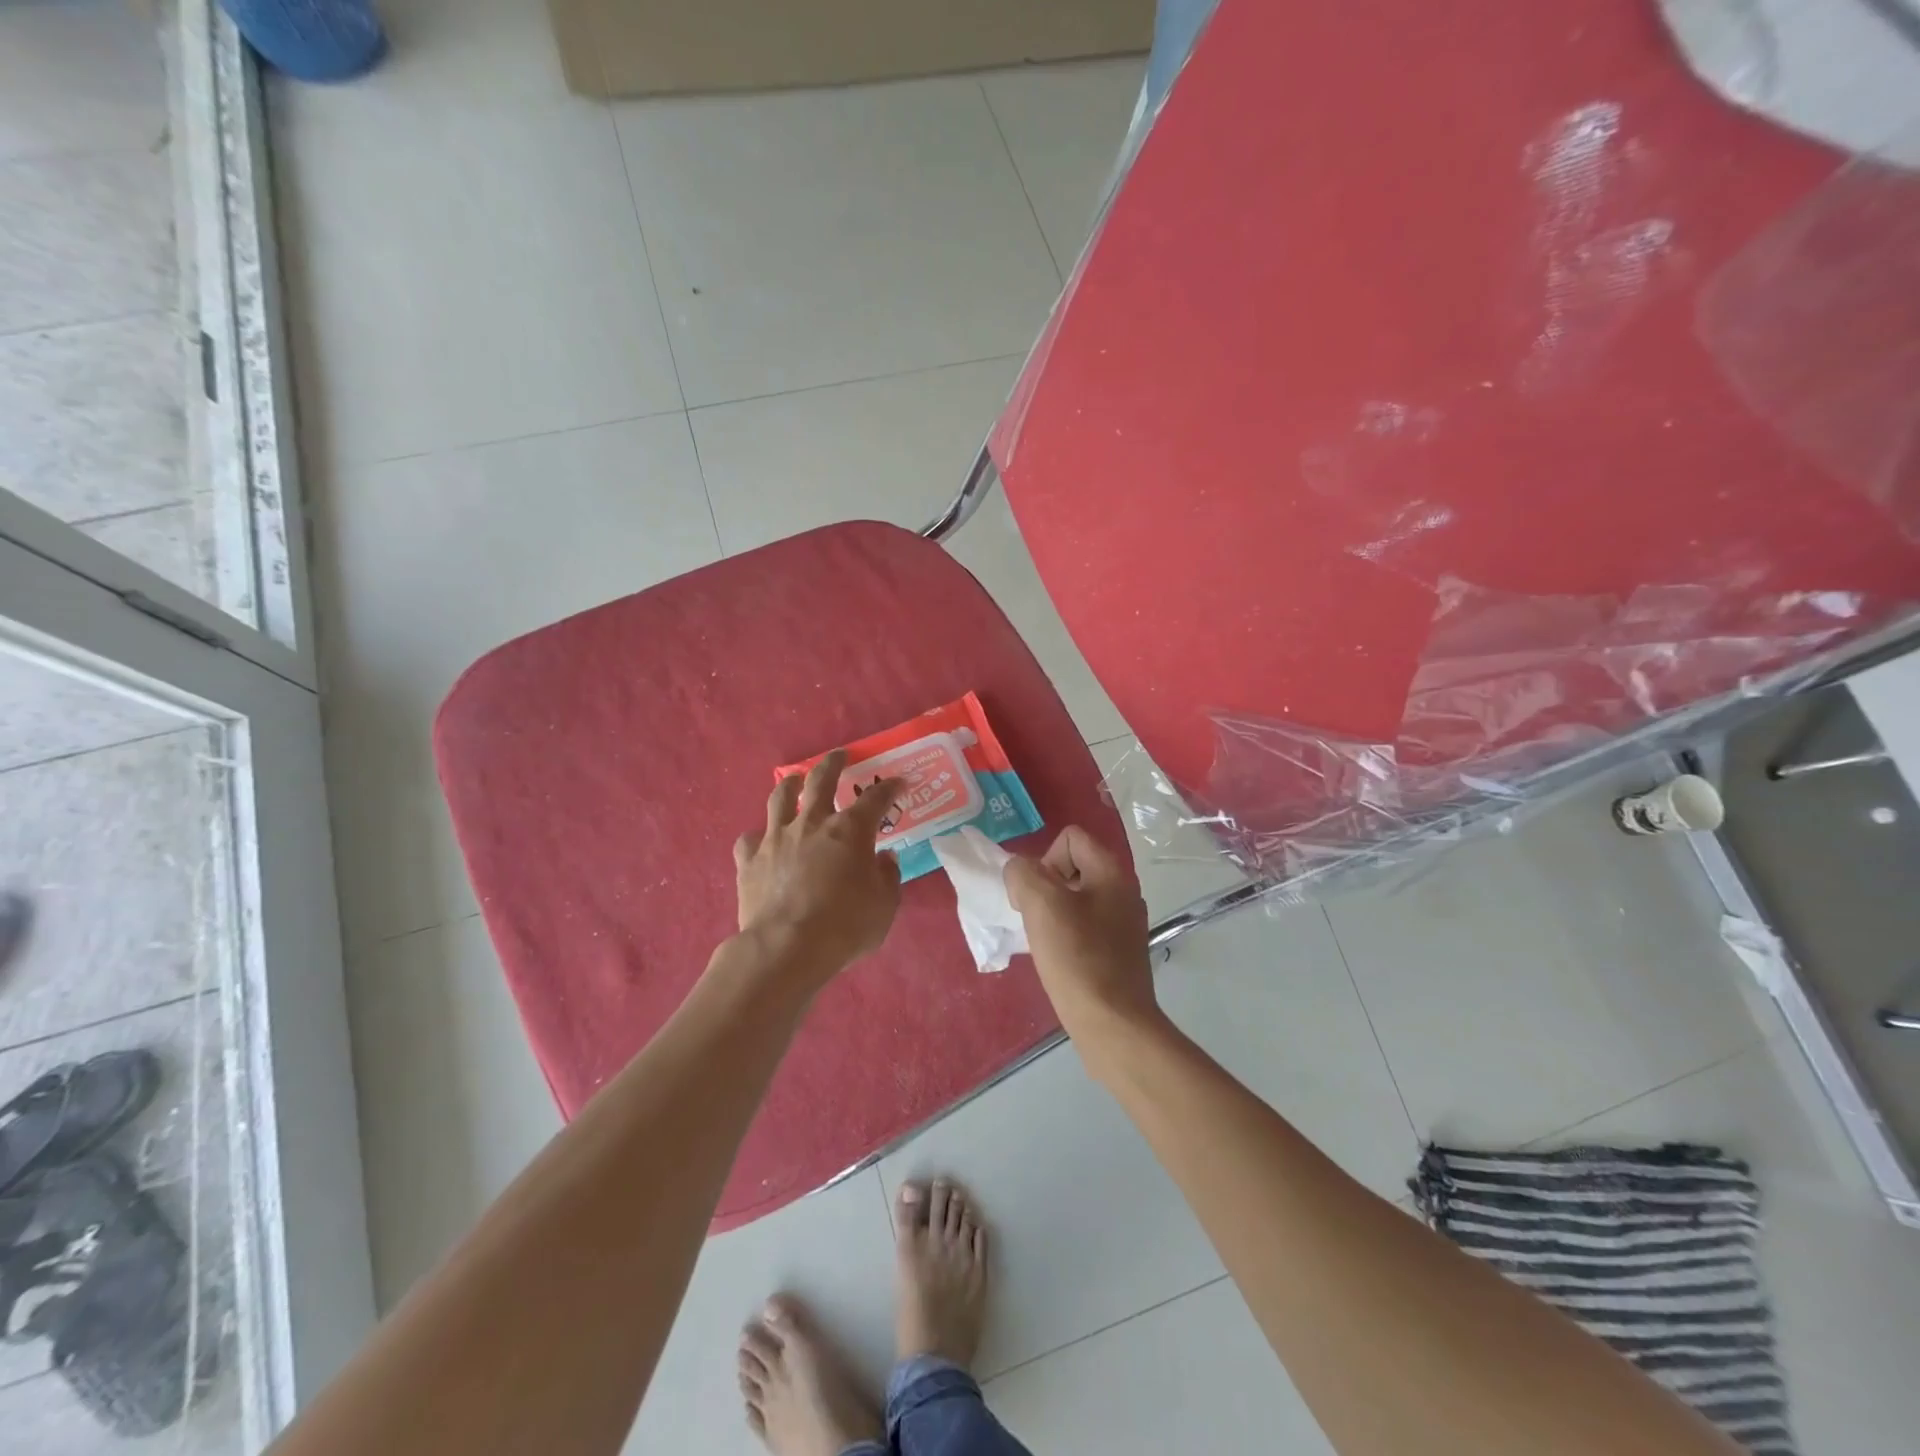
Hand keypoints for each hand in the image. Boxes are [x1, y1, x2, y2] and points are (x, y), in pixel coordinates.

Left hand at [734, 751, 904, 987]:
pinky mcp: (749, 860)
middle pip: (821, 780)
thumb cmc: (845, 926)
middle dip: (833, 763)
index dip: (889, 788)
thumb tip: (883, 859)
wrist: (786, 948)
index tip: (898, 783)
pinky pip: (750, 838)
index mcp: (850, 830)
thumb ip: (887, 877)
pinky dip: (759, 835)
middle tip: (839, 756)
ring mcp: (776, 838)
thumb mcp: (884, 905)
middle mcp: (811, 823)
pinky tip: (763, 839)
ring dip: (791, 784)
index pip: (876, 799)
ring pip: (780, 797)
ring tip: (796, 779)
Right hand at [1004, 827, 1160, 1050]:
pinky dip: (1066, 935)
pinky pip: (1085, 925)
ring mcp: (1124, 922)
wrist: (1113, 1024)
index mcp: (1111, 871)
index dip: (1045, 860)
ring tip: (1046, 942)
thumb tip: (1020, 872)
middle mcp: (1124, 890)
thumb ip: (1023, 874)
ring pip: (1076, 898)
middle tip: (1037, 919)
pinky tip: (1059, 959)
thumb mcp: (1040, 905)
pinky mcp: (1119, 950)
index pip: (1070, 838)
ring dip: (1053, 913)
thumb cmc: (1077, 959)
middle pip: (1073, 866)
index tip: (1038, 896)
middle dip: (1046, 887)